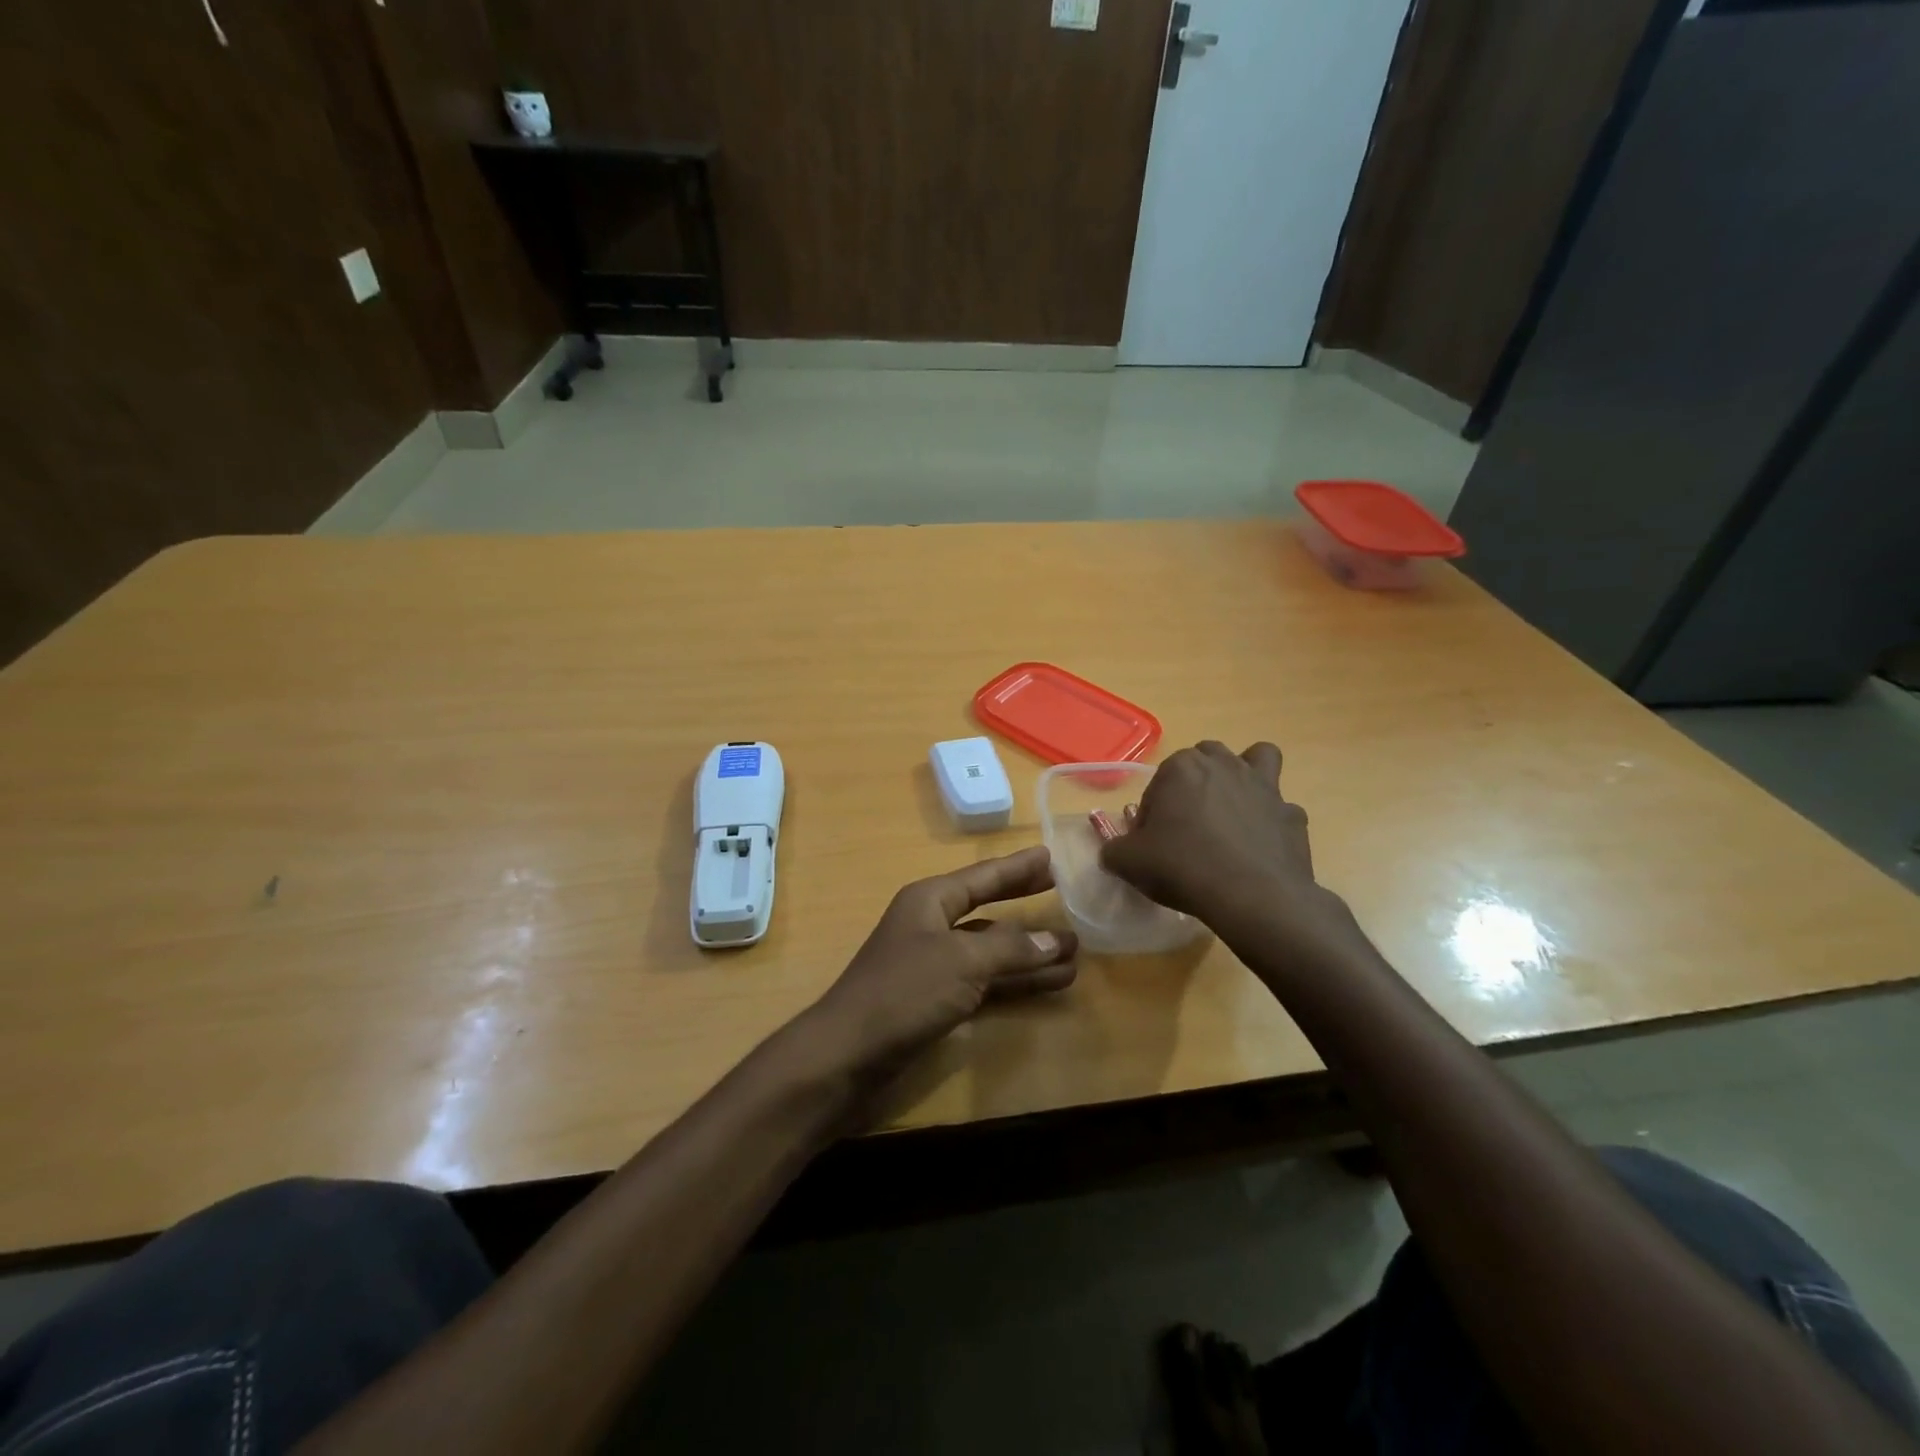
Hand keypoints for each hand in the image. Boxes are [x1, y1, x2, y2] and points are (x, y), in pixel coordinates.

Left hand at [810, 846, 1077, 1075]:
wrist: (848, 1054)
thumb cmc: (903, 991)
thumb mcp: (961, 961)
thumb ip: (1010, 948)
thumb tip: (1055, 941)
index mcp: (930, 901)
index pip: (983, 877)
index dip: (1017, 868)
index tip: (1049, 855)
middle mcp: (932, 926)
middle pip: (988, 908)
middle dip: (1024, 903)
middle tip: (1062, 891)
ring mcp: (934, 965)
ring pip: (991, 950)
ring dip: (1029, 951)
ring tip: (1074, 951)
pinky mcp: (937, 1000)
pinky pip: (986, 981)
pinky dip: (1015, 982)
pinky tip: (1048, 984)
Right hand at [1101, 741, 1359, 960]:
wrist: (1252, 897)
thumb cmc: (1182, 867)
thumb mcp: (1129, 862)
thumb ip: (1114, 850)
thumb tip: (1114, 852)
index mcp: (1181, 767)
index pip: (1159, 782)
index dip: (1153, 811)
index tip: (1153, 840)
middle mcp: (1224, 765)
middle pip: (1206, 759)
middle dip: (1197, 782)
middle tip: (1189, 824)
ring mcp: (1265, 786)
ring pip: (1257, 759)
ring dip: (1245, 776)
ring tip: (1233, 810)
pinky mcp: (1293, 815)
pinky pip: (1281, 809)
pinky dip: (1271, 822)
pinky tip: (1260, 847)